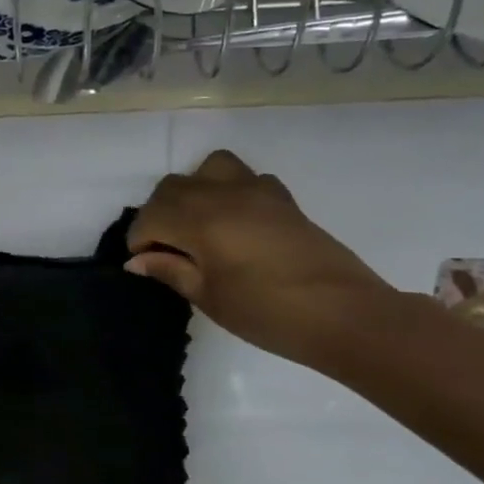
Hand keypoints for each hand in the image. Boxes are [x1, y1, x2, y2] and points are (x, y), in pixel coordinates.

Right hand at [126, 150, 394, 366]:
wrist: (344, 314)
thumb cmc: (267, 312)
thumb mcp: (208, 297)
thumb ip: (170, 270)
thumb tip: (138, 260)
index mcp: (199, 220)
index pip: (150, 217)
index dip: (140, 241)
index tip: (147, 265)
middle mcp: (222, 194)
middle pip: (172, 187)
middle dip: (159, 214)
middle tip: (166, 250)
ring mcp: (256, 191)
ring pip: (208, 169)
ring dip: (193, 192)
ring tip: (197, 225)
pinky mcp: (282, 199)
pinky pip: (244, 178)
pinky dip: (228, 191)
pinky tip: (235, 224)